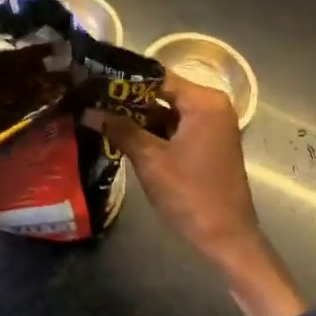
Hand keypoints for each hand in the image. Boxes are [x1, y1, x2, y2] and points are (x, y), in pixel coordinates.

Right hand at [98, 77, 307, 315]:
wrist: (227, 239)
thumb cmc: (191, 194)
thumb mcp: (151, 160)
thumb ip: (120, 129)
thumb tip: (88, 111)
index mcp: (204, 101)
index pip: (157, 76)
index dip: (124, 78)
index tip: (93, 77)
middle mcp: (211, 105)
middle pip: (162, 91)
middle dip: (127, 98)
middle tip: (91, 96)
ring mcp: (211, 124)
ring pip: (166, 110)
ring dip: (137, 114)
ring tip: (99, 111)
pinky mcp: (206, 142)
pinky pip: (174, 125)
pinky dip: (151, 129)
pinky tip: (121, 132)